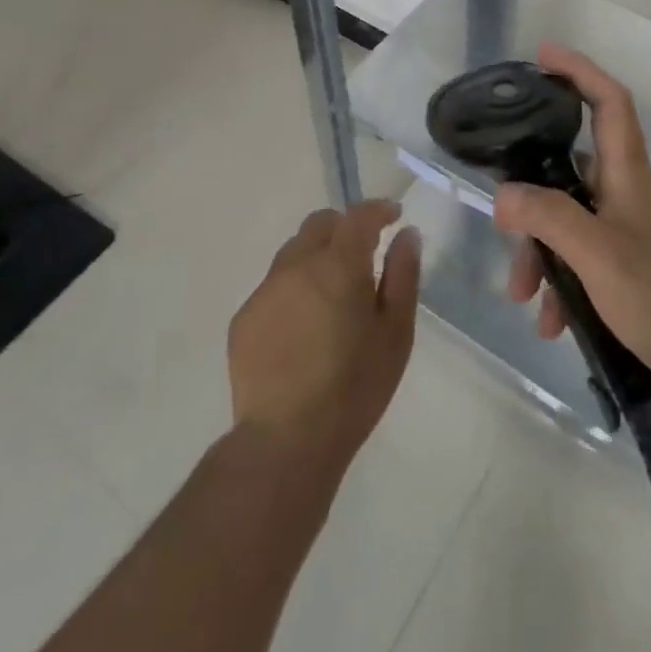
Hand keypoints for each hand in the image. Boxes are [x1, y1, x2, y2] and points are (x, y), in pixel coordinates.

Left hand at [228, 200, 420, 469]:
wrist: (286, 442)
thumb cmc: (355, 387)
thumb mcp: (396, 333)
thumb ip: (403, 275)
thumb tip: (406, 234)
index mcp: (338, 264)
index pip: (358, 216)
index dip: (378, 209)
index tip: (393, 216)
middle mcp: (296, 266)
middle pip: (319, 224)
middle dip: (344, 227)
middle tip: (363, 253)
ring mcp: (265, 291)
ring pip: (293, 253)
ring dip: (316, 257)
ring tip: (332, 294)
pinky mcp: (243, 319)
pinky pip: (273, 287)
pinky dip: (293, 290)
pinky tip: (303, 328)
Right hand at [495, 44, 650, 396]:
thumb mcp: (595, 254)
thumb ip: (547, 218)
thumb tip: (504, 196)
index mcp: (627, 173)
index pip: (609, 101)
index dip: (579, 70)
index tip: (543, 56)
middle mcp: (627, 192)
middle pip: (569, 170)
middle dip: (532, 200)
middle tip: (504, 228)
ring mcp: (629, 229)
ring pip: (569, 220)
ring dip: (541, 253)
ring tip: (524, 298)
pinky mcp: (629, 264)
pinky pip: (582, 257)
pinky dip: (562, 281)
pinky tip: (552, 322)